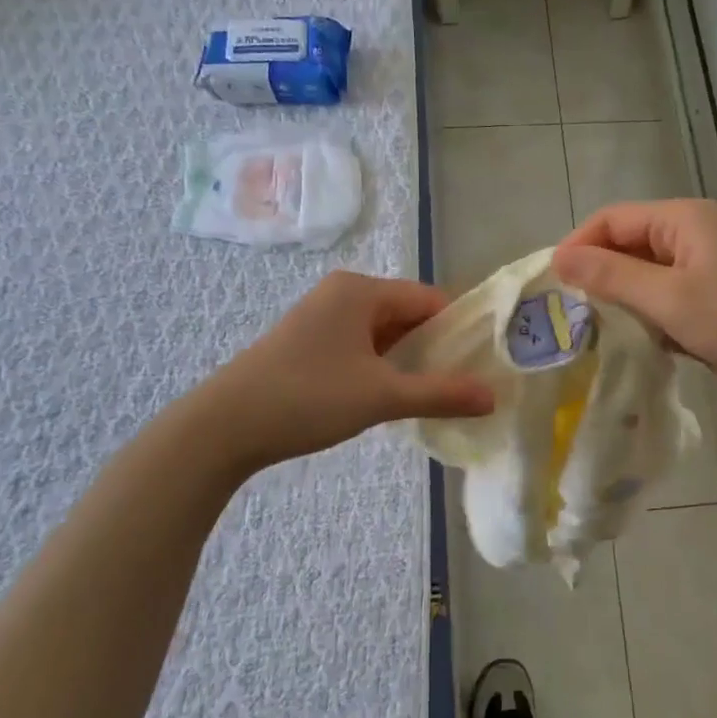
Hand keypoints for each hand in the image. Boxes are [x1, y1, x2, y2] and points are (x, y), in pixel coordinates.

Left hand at [210, 272, 493, 469]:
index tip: (484, 363)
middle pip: (409, 314)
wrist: (223, 427)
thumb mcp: (381, 396)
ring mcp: (323, 318)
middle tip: (466, 383)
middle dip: (437, 347)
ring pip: (385, 333)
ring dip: (411, 360)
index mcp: (361, 290)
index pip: (430, 299)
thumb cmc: (306, 398)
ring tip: (437, 393)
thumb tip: (493, 397)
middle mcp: (343, 294)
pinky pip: (363, 346)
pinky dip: (384, 366)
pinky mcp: (310, 343)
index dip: (461, 329)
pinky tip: (394, 395)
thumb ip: (440, 393)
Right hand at [553, 199, 716, 418]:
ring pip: (640, 278)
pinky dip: (640, 319)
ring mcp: (698, 273)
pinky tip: (623, 343)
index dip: (579, 245)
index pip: (613, 220)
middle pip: (625, 246)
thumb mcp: (670, 298)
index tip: (551, 284)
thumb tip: (558, 259)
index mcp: (683, 219)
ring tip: (585, 330)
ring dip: (617, 300)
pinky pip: (658, 304)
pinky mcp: (704, 305)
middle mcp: (688, 238)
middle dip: (596, 275)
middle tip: (562, 312)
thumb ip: (612, 276)